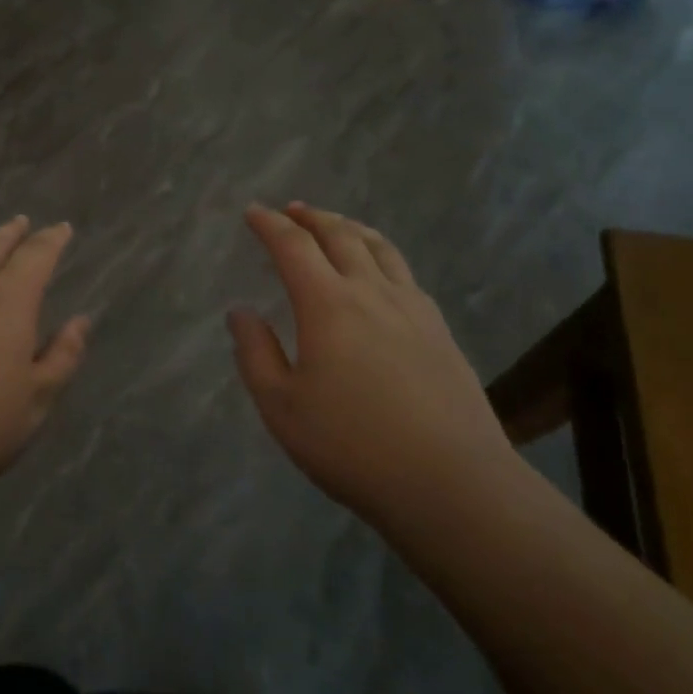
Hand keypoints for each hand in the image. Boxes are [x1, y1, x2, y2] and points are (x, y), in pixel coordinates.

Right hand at [229, 203, 517, 529]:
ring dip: (350, 228)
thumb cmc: (353, 446)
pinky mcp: (440, 329)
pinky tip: (381, 274)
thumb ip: (255, 354)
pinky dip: (381, 255)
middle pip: (339, 235)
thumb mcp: (282, 407)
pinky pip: (405, 273)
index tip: (252, 212)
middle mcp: (371, 291)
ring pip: (379, 247)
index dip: (269, 224)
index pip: (292, 245)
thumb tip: (240, 312)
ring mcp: (412, 308)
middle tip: (292, 210)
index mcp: (327, 304)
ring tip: (336, 225)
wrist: (452, 483)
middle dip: (310, 217)